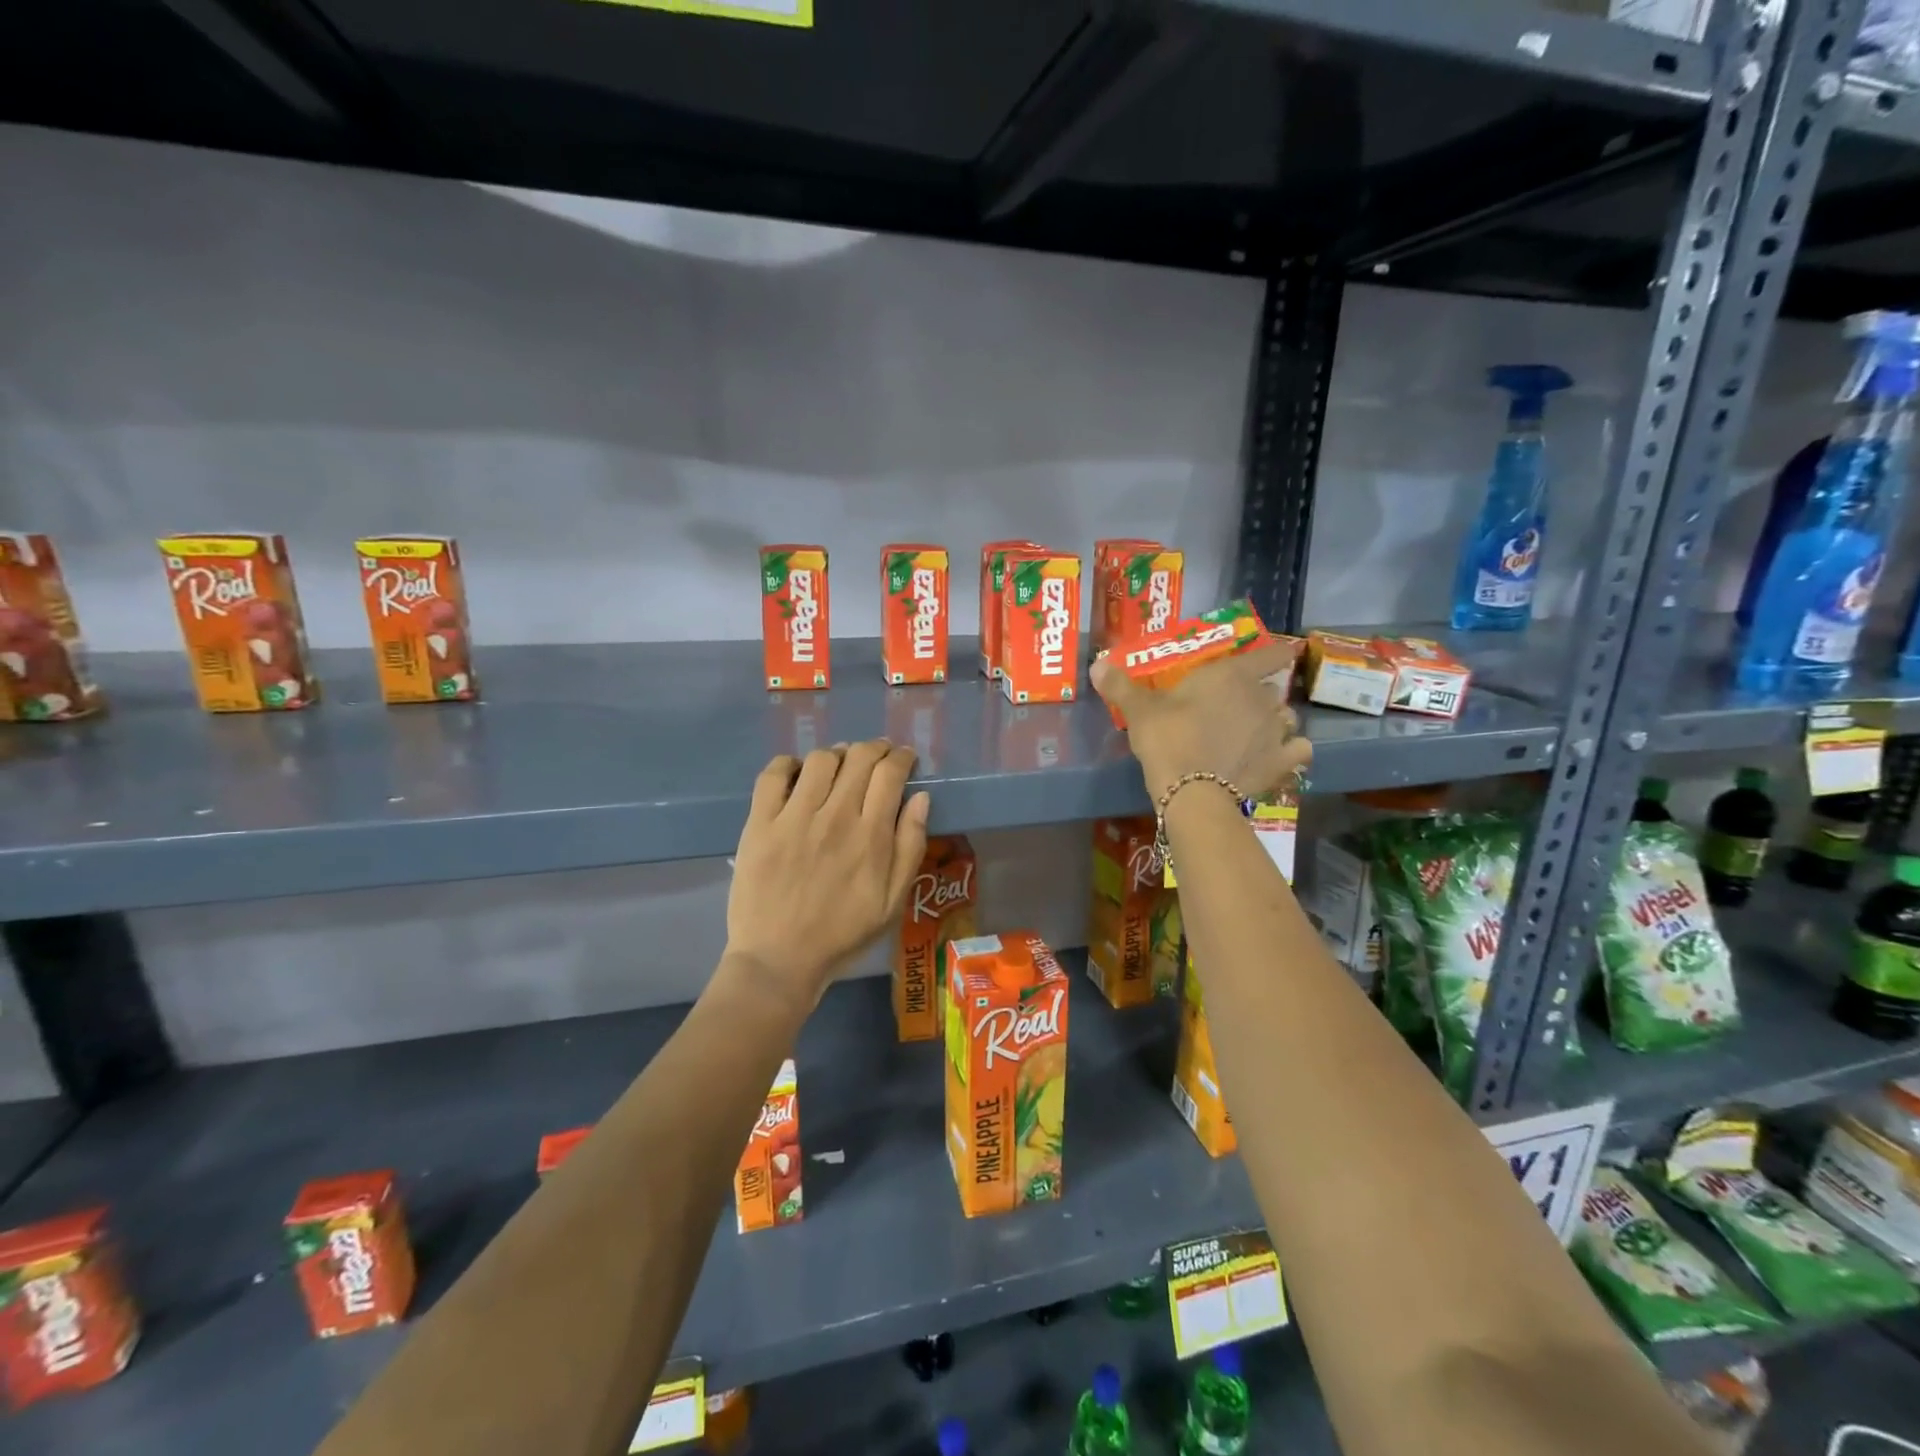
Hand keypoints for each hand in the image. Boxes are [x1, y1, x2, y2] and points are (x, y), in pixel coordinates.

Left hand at [726, 741, 930, 1010]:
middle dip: (875, 748)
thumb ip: (910, 846)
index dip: (901, 757)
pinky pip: (773, 775)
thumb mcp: (892, 901)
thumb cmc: (842, 934)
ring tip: (840, 764)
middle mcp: (834, 816)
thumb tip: (920, 797)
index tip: (904, 758)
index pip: (890, 773)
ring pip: (820, 760)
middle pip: (858, 758)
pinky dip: (788, 764)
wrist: (779, 960)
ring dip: (837, 754)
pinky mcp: (760, 823)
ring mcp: (793, 817)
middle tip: (877, 756)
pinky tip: (797, 773)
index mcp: (870, 835)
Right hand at [1091, 640, 1311, 801]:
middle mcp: (1262, 699)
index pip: (1269, 655)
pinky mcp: (1281, 763)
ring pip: (1287, 718)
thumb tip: (1097, 663)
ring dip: (1276, 722)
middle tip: (1239, 706)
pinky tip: (1279, 757)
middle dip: (1261, 695)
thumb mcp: (1139, 710)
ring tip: (1258, 732)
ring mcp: (1276, 732)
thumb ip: (1121, 685)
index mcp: (1232, 676)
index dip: (1277, 652)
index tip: (1285, 652)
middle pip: (1272, 690)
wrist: (1192, 792)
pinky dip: (1291, 751)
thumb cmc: (1168, 738)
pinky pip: (1298, 750)